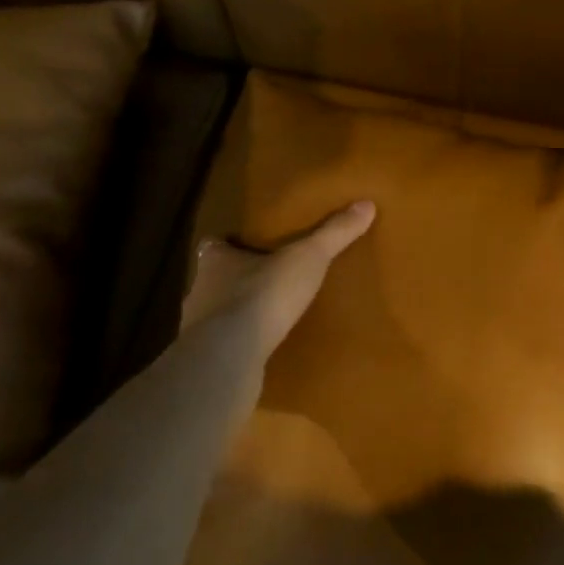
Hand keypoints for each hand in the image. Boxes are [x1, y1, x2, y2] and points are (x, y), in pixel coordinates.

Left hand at [182, 201, 375, 359]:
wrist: (228, 358)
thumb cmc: (262, 296)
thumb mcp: (307, 258)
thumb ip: (333, 233)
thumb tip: (366, 204)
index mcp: (215, 260)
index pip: (214, 245)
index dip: (229, 244)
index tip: (246, 244)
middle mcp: (199, 290)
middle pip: (214, 278)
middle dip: (236, 279)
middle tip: (266, 278)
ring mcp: (197, 328)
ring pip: (216, 313)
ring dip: (237, 314)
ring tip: (268, 315)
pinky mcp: (206, 360)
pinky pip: (224, 346)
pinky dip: (239, 344)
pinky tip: (261, 348)